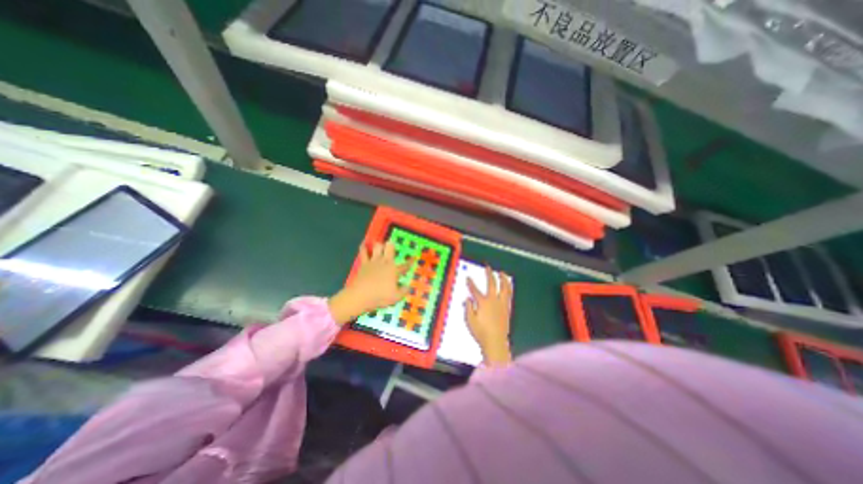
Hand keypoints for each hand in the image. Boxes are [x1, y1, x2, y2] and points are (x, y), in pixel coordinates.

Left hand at [329, 242, 412, 324]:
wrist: (360, 296)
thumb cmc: (380, 296)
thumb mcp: (396, 297)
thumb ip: (404, 291)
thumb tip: (409, 286)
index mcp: (394, 270)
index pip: (405, 265)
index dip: (411, 261)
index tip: (415, 257)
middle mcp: (385, 262)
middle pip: (390, 248)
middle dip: (392, 246)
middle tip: (392, 247)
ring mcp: (373, 261)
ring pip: (378, 247)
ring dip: (379, 245)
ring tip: (380, 246)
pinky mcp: (364, 263)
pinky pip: (363, 252)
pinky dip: (363, 247)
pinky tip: (363, 244)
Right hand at [465, 265, 509, 365]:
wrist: (496, 342)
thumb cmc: (481, 332)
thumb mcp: (470, 321)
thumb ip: (469, 308)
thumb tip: (468, 299)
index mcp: (483, 303)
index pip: (475, 290)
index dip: (470, 283)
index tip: (468, 278)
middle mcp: (493, 301)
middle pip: (491, 284)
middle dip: (489, 274)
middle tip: (488, 267)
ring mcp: (502, 304)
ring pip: (504, 288)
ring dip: (503, 279)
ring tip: (502, 273)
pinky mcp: (507, 308)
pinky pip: (509, 295)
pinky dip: (508, 288)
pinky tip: (508, 285)